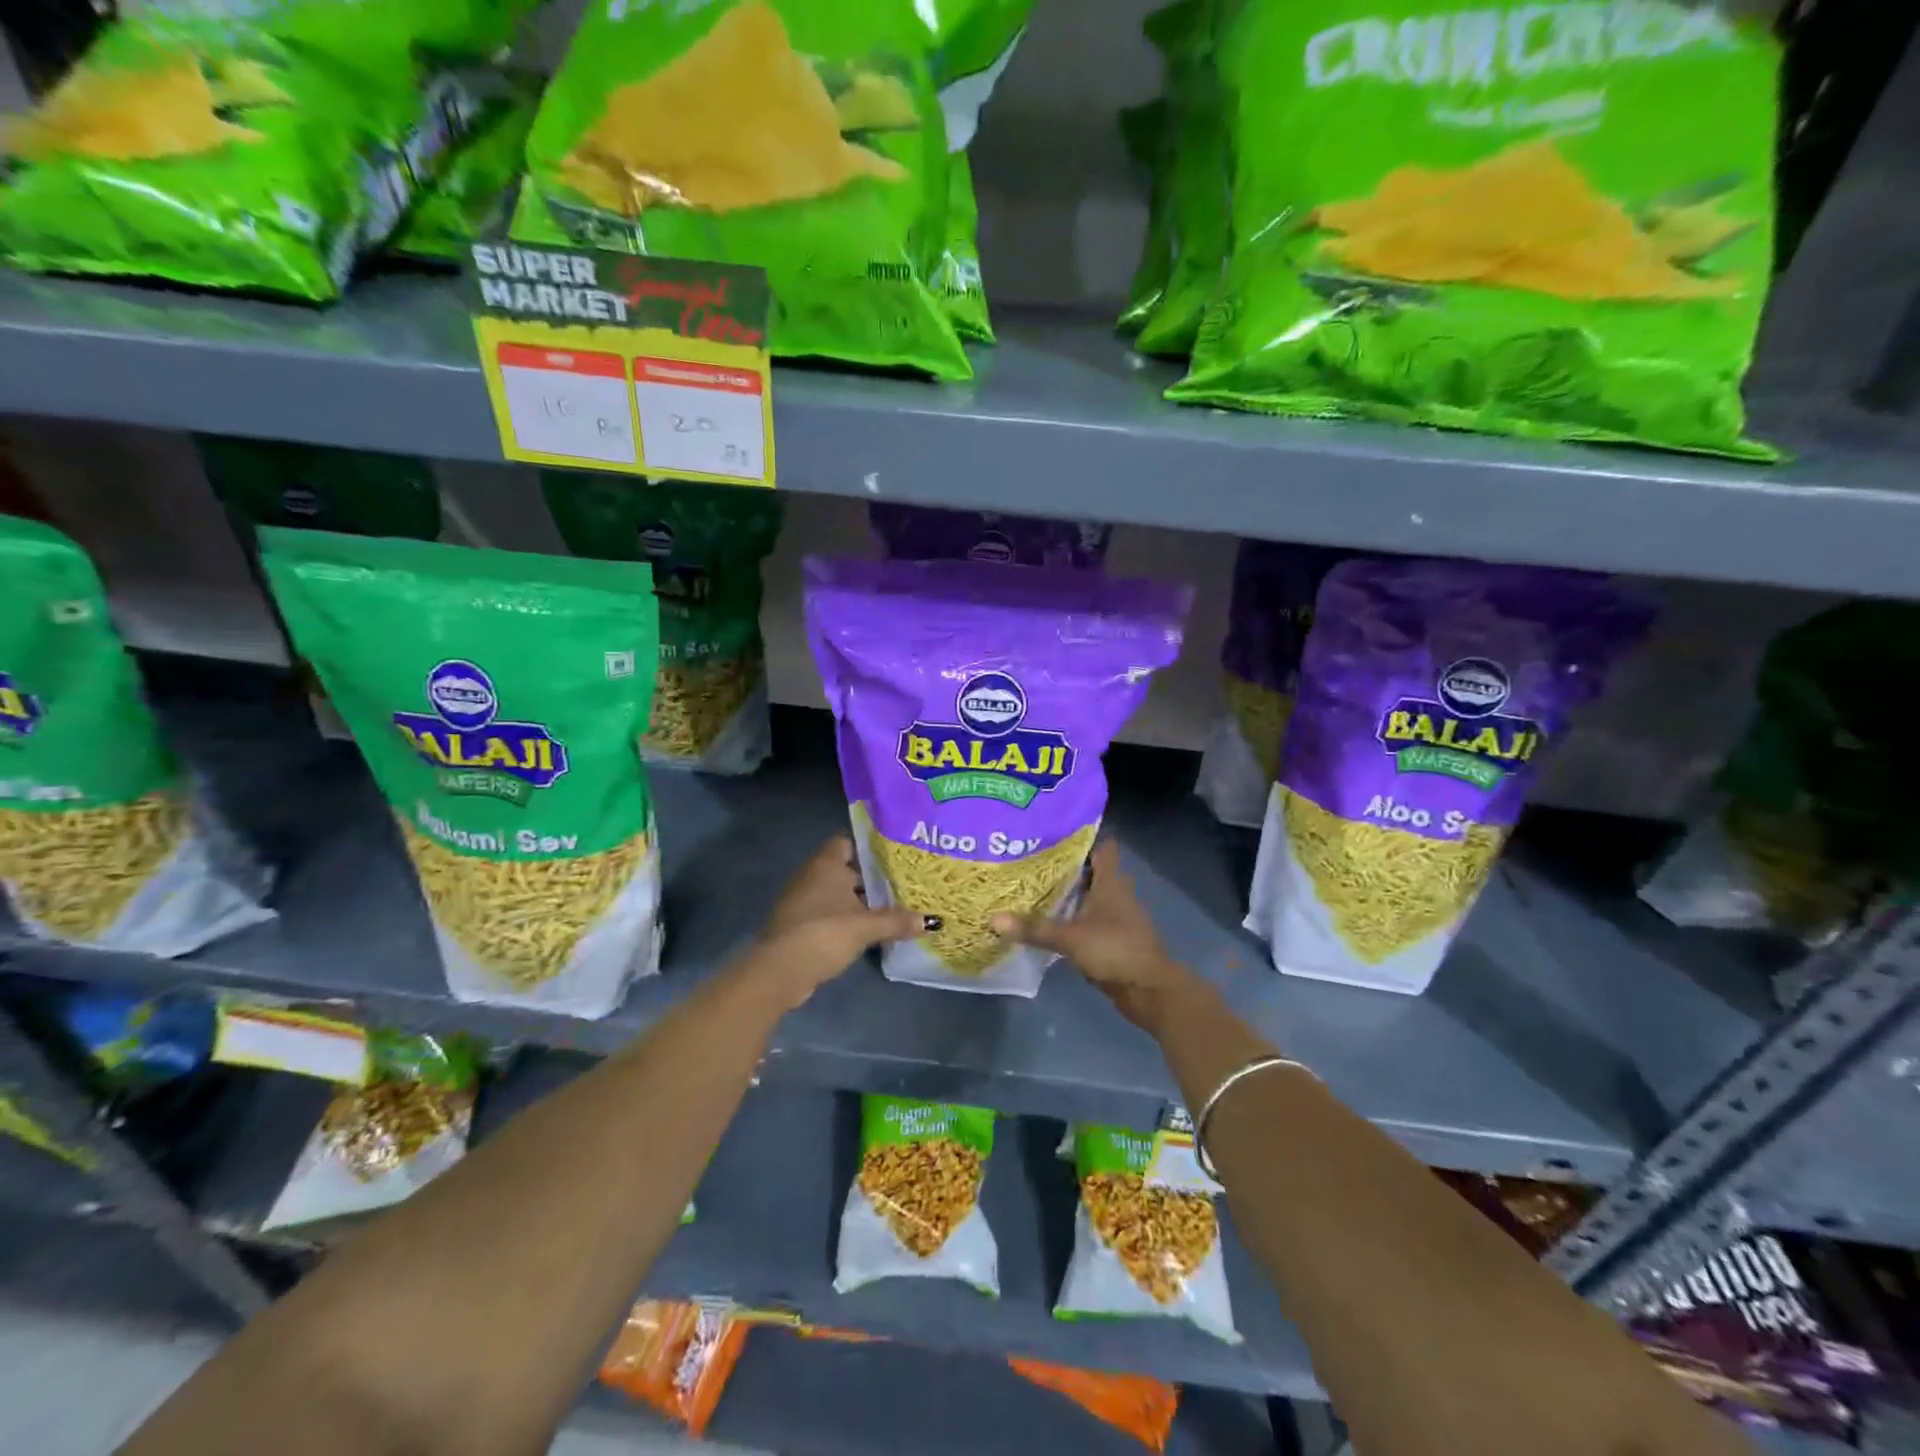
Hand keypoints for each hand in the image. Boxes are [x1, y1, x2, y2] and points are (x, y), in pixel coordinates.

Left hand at [755, 836, 929, 1003]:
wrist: (780, 971)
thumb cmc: (824, 934)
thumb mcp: (866, 927)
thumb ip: (897, 921)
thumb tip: (932, 921)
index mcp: (826, 864)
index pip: (847, 842)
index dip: (868, 849)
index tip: (893, 859)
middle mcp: (811, 876)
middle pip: (845, 870)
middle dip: (869, 879)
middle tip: (900, 886)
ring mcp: (801, 901)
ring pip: (836, 894)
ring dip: (857, 903)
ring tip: (889, 910)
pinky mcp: (798, 925)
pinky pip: (827, 914)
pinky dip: (843, 920)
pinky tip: (865, 933)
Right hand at [991, 840, 1195, 1030]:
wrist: (1150, 991)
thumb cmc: (1115, 950)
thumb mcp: (1070, 938)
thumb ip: (1033, 928)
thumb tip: (993, 919)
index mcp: (1111, 883)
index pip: (1102, 847)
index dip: (1082, 837)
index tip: (1053, 832)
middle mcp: (1116, 894)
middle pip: (1091, 872)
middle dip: (1066, 867)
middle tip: (1032, 861)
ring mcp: (1117, 918)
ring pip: (1089, 898)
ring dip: (1069, 895)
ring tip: (1033, 889)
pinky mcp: (1114, 940)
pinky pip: (1089, 922)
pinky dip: (1073, 920)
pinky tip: (1049, 923)